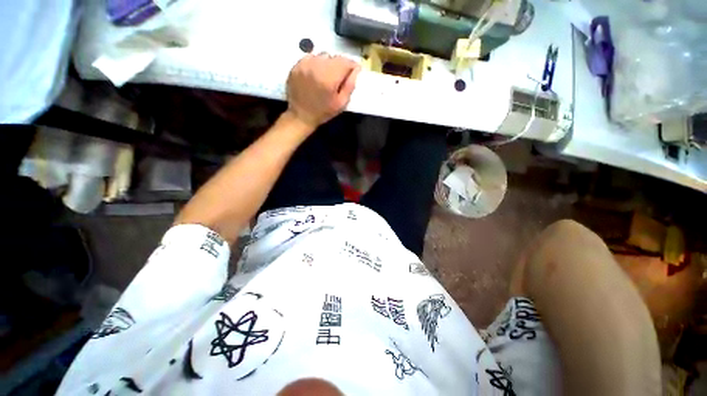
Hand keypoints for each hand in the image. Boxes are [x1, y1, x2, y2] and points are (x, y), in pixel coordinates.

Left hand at [286, 53, 360, 128]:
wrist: (301, 115)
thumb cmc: (323, 112)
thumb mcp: (341, 103)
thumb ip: (350, 85)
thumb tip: (356, 69)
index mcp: (329, 77)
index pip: (346, 61)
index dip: (352, 66)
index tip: (353, 71)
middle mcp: (317, 66)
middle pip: (335, 57)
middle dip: (340, 65)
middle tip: (339, 77)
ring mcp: (305, 64)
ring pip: (323, 56)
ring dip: (328, 64)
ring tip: (327, 76)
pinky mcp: (297, 65)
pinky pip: (311, 57)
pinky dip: (317, 63)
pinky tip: (316, 75)